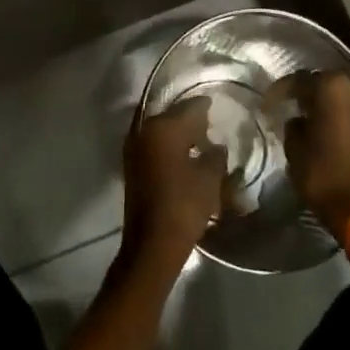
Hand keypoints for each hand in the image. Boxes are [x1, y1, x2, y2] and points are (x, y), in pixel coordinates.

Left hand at [120, 97, 223, 273]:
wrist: (152, 243)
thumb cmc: (184, 205)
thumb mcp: (210, 178)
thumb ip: (215, 155)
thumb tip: (216, 146)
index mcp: (163, 127)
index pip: (190, 107)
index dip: (206, 106)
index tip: (217, 106)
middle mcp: (144, 130)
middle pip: (172, 115)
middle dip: (190, 119)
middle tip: (210, 125)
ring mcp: (134, 148)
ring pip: (160, 129)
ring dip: (178, 133)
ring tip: (199, 142)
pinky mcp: (131, 166)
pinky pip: (153, 144)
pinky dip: (168, 146)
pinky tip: (184, 157)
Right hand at [281, 72, 349, 242]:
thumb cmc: (325, 175)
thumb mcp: (295, 150)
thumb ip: (293, 126)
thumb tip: (298, 119)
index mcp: (332, 87)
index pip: (299, 80)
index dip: (281, 90)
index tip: (269, 103)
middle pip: (325, 82)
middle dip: (308, 93)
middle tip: (291, 107)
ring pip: (344, 95)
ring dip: (328, 104)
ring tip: (311, 119)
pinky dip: (343, 115)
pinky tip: (331, 129)